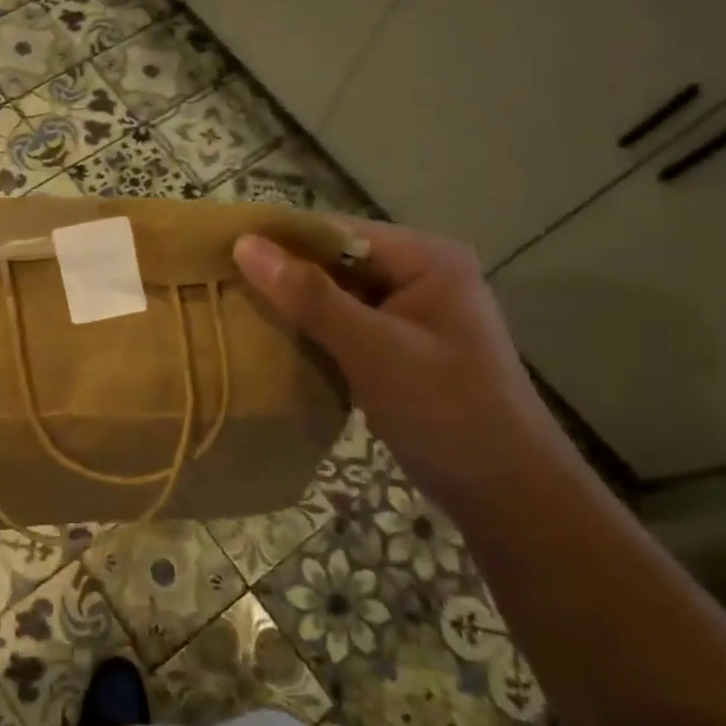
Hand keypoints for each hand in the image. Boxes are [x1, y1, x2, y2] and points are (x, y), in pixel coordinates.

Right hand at [233, 220, 580, 506]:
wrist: (506, 493)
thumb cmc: (447, 411)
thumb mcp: (374, 349)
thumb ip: (310, 296)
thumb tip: (245, 245)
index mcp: (425, 258)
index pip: (338, 231)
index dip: (281, 239)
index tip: (220, 251)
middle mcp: (419, 275)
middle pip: (335, 262)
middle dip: (283, 275)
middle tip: (220, 283)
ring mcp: (410, 314)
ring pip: (336, 297)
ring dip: (293, 306)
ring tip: (234, 309)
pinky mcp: (399, 349)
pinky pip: (344, 328)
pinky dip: (312, 334)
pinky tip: (272, 343)